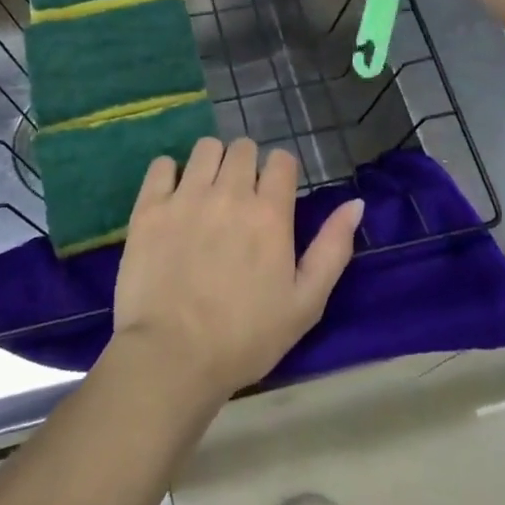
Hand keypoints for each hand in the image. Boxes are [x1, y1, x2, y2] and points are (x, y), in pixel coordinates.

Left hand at [112, 137, 362, 401]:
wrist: (173, 357)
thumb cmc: (245, 338)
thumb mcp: (306, 303)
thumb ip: (333, 248)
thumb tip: (355, 203)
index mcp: (270, 213)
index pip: (282, 160)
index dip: (281, 174)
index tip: (274, 195)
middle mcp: (229, 192)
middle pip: (243, 148)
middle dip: (247, 165)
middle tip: (240, 198)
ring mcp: (186, 196)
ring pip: (206, 147)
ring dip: (212, 163)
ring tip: (207, 193)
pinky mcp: (149, 207)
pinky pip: (162, 165)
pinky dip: (170, 174)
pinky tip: (173, 198)